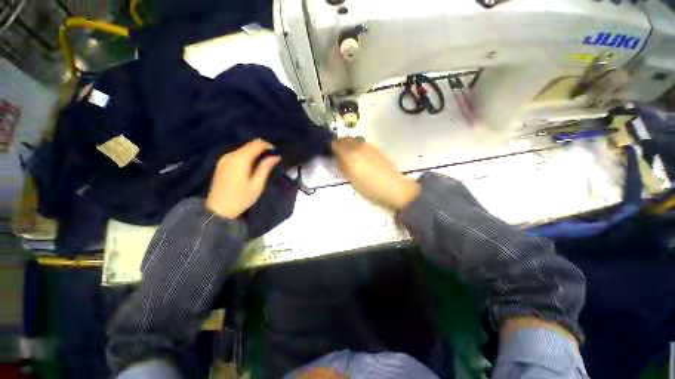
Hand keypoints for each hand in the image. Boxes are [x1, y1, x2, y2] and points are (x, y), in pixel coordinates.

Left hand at [206, 139, 280, 218]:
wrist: (218, 210)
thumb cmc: (240, 198)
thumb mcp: (257, 185)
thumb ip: (265, 168)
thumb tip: (276, 156)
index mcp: (240, 159)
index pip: (257, 143)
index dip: (269, 146)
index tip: (277, 154)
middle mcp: (231, 155)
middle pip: (250, 145)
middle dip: (263, 150)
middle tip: (272, 160)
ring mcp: (224, 158)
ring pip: (244, 149)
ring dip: (255, 153)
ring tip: (264, 164)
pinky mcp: (222, 163)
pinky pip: (238, 154)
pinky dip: (248, 157)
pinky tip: (252, 167)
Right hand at [332, 137, 420, 209]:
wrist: (394, 188)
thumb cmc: (370, 189)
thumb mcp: (352, 180)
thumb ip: (343, 167)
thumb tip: (337, 159)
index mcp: (350, 155)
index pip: (335, 144)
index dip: (331, 147)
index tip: (330, 153)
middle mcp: (359, 147)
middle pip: (345, 139)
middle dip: (340, 145)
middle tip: (338, 155)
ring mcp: (369, 146)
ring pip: (354, 140)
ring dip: (349, 146)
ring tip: (350, 158)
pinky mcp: (377, 149)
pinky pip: (363, 144)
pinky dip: (358, 148)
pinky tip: (361, 159)